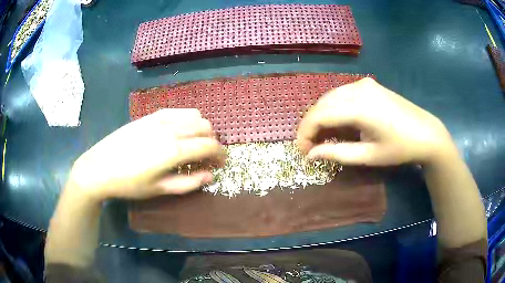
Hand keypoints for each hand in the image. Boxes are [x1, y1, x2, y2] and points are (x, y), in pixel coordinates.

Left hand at [68, 109, 224, 200]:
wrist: (99, 167)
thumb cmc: (129, 183)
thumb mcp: (159, 189)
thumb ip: (188, 182)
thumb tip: (210, 175)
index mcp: (174, 150)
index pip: (209, 145)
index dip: (220, 154)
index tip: (221, 163)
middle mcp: (171, 129)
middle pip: (205, 127)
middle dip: (212, 141)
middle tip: (207, 156)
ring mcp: (160, 118)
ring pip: (194, 115)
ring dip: (201, 128)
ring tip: (194, 142)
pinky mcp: (150, 115)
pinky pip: (177, 110)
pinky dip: (187, 119)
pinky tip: (179, 130)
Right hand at [297, 78, 455, 165]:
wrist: (426, 133)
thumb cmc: (400, 149)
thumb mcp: (369, 156)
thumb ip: (337, 153)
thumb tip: (311, 154)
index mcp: (359, 108)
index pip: (319, 116)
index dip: (305, 133)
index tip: (302, 150)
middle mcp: (358, 89)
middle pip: (322, 103)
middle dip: (311, 124)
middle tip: (311, 145)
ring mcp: (364, 83)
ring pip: (330, 97)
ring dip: (322, 115)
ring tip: (323, 136)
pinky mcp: (369, 84)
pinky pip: (342, 93)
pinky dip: (334, 107)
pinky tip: (338, 121)